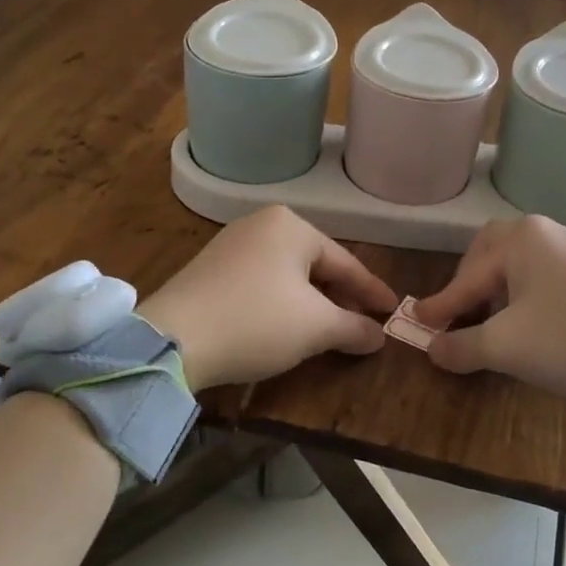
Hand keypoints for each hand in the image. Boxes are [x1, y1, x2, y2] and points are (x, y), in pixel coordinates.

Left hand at [136, 206, 397, 389]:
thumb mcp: (317, 328)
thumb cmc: (257, 322)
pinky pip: (262, 283)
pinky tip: (289, 328)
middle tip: (363, 326)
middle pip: (317, 266)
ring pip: (288, 276)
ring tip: (330, 331)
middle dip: (341, 299)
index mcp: (292, 226)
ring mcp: (231, 245)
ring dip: (313, 305)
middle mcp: (261, 225)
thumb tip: (379, 337)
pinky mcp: (210, 269)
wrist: (172, 340)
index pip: (346, 263)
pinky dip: (283, 305)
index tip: (393, 312)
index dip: (372, 292)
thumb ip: (355, 328)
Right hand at [413, 215, 565, 402]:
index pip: (467, 277)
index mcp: (521, 239)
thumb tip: (433, 349)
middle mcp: (546, 233)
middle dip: (468, 284)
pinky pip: (543, 275)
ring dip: (495, 291)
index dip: (440, 306)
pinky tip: (526, 322)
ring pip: (518, 265)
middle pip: (490, 253)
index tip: (417, 323)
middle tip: (456, 315)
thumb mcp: (506, 348)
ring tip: (488, 323)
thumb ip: (461, 346)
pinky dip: (523, 295)